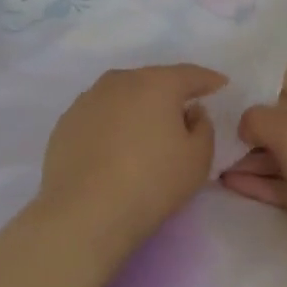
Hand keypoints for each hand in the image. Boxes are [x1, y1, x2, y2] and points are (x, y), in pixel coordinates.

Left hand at [33, 65, 227, 255]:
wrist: (84, 212)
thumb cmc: (151, 182)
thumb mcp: (197, 159)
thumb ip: (203, 127)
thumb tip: (190, 112)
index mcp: (156, 83)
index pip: (189, 74)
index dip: (207, 80)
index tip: (220, 84)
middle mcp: (119, 81)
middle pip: (152, 80)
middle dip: (170, 92)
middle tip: (183, 110)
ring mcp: (87, 100)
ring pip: (122, 95)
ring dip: (138, 106)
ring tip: (147, 129)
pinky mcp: (66, 122)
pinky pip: (99, 115)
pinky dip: (112, 123)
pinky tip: (115, 146)